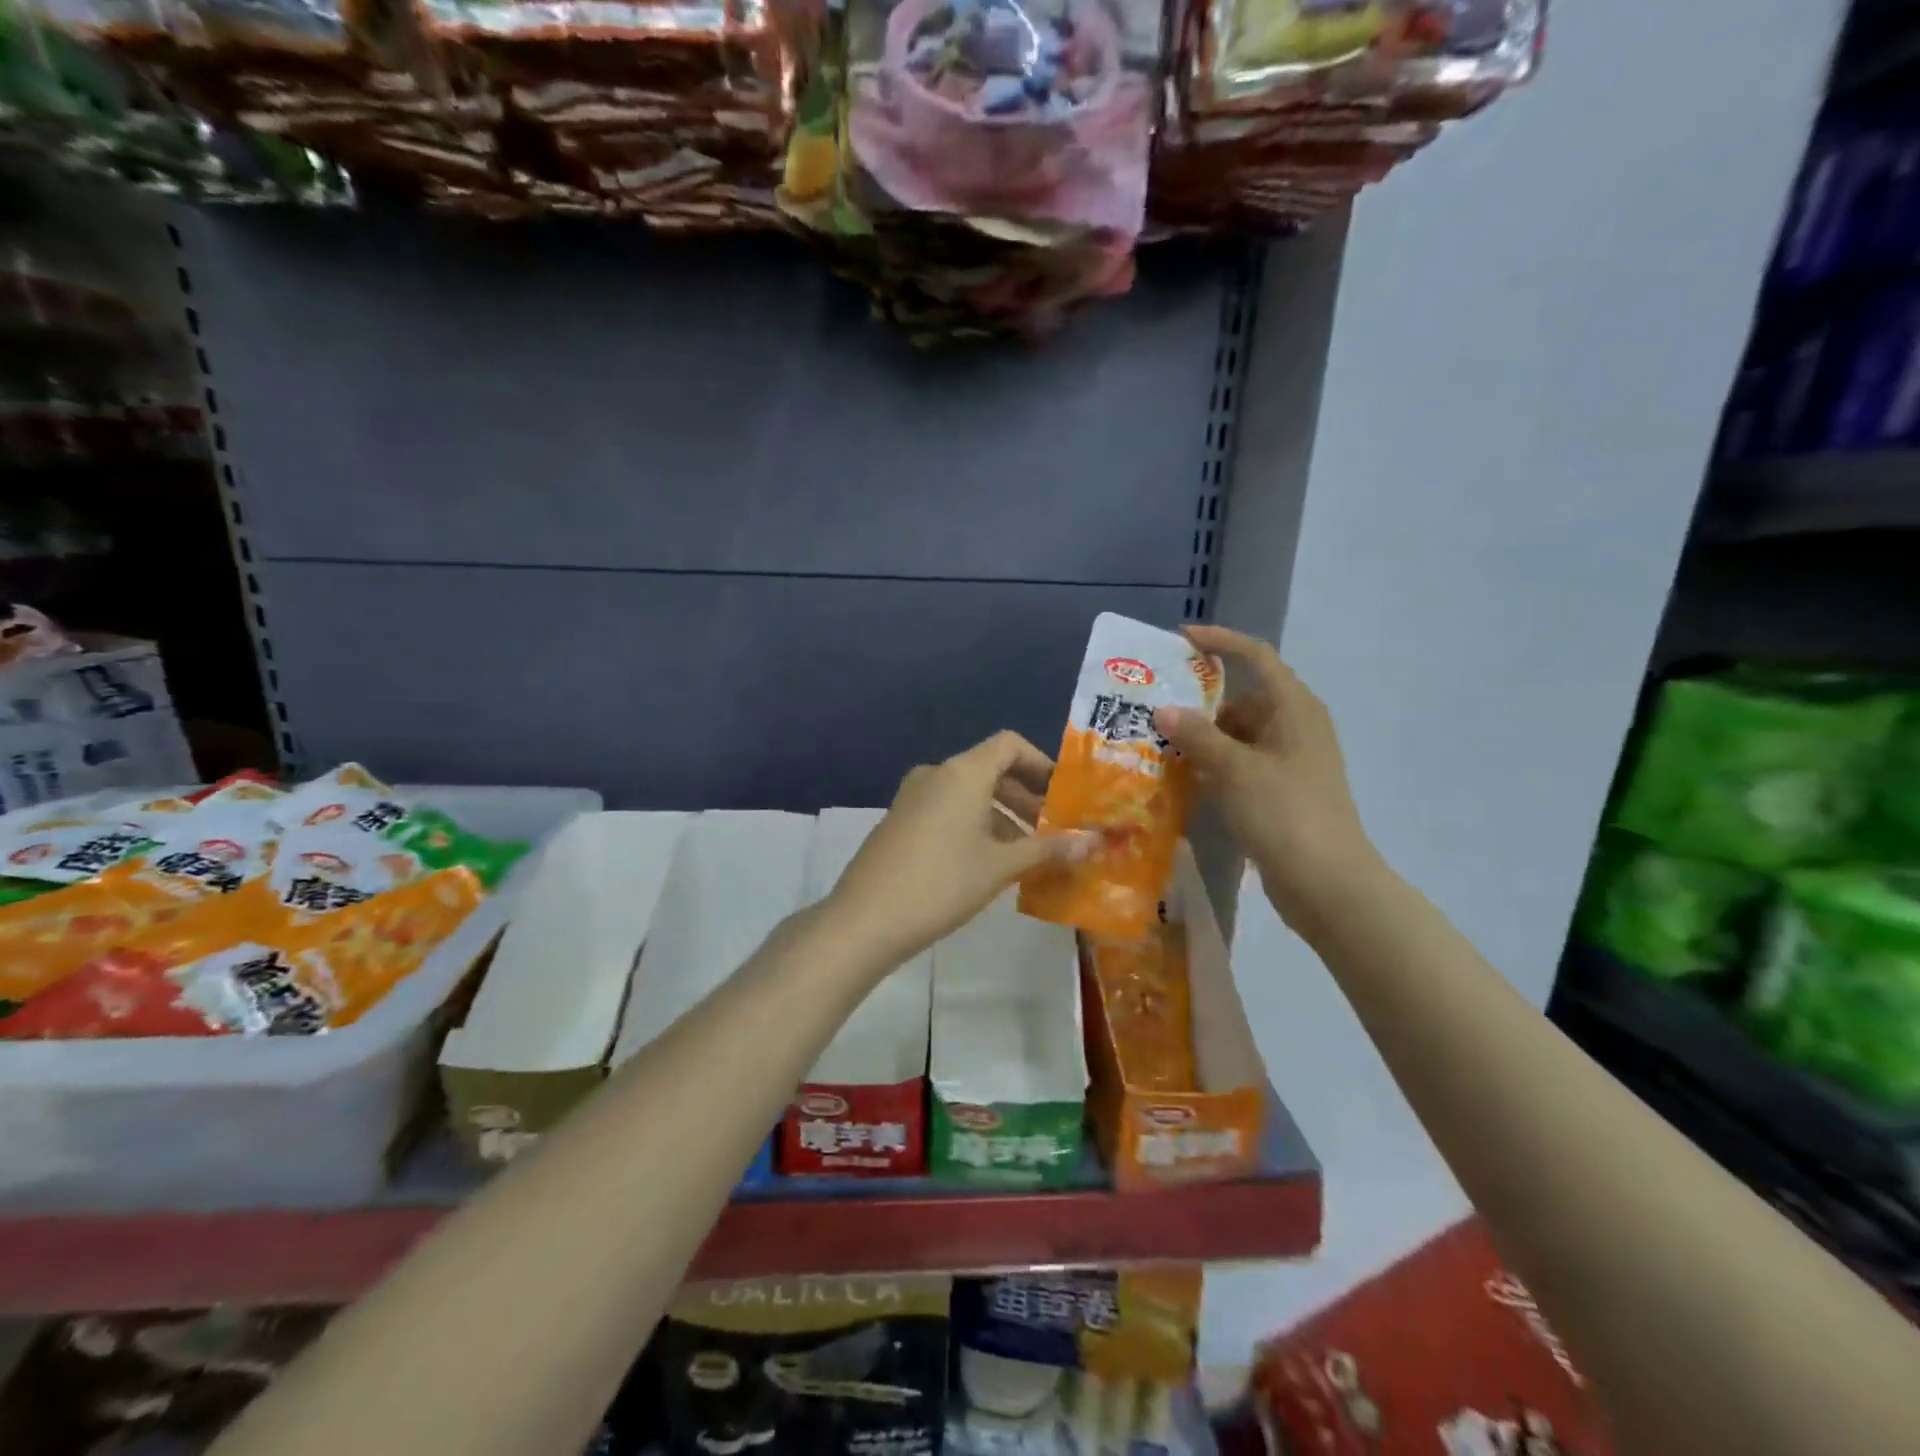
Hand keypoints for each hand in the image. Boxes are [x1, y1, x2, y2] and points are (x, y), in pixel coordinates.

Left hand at [824, 731, 1092, 971]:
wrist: (864, 920)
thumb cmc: (941, 884)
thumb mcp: (1000, 867)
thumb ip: (1049, 849)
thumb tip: (1095, 840)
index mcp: (962, 773)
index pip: (1009, 745)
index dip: (1042, 764)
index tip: (1064, 796)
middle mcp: (936, 774)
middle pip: (990, 769)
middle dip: (1026, 796)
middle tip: (1054, 829)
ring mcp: (913, 797)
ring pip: (969, 793)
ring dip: (1002, 814)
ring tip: (1028, 852)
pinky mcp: (900, 821)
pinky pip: (947, 809)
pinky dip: (975, 824)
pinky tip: (989, 862)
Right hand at [1152, 625, 1382, 927]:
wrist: (1326, 881)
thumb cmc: (1283, 812)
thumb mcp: (1234, 769)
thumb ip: (1197, 735)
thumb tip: (1165, 709)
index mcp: (1294, 708)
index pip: (1257, 657)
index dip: (1221, 642)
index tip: (1181, 638)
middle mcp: (1296, 726)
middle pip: (1244, 698)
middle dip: (1202, 702)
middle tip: (1158, 709)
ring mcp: (1291, 761)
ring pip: (1240, 734)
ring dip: (1205, 737)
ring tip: (1161, 745)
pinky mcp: (1282, 790)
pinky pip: (1243, 763)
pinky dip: (1216, 765)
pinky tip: (1185, 778)